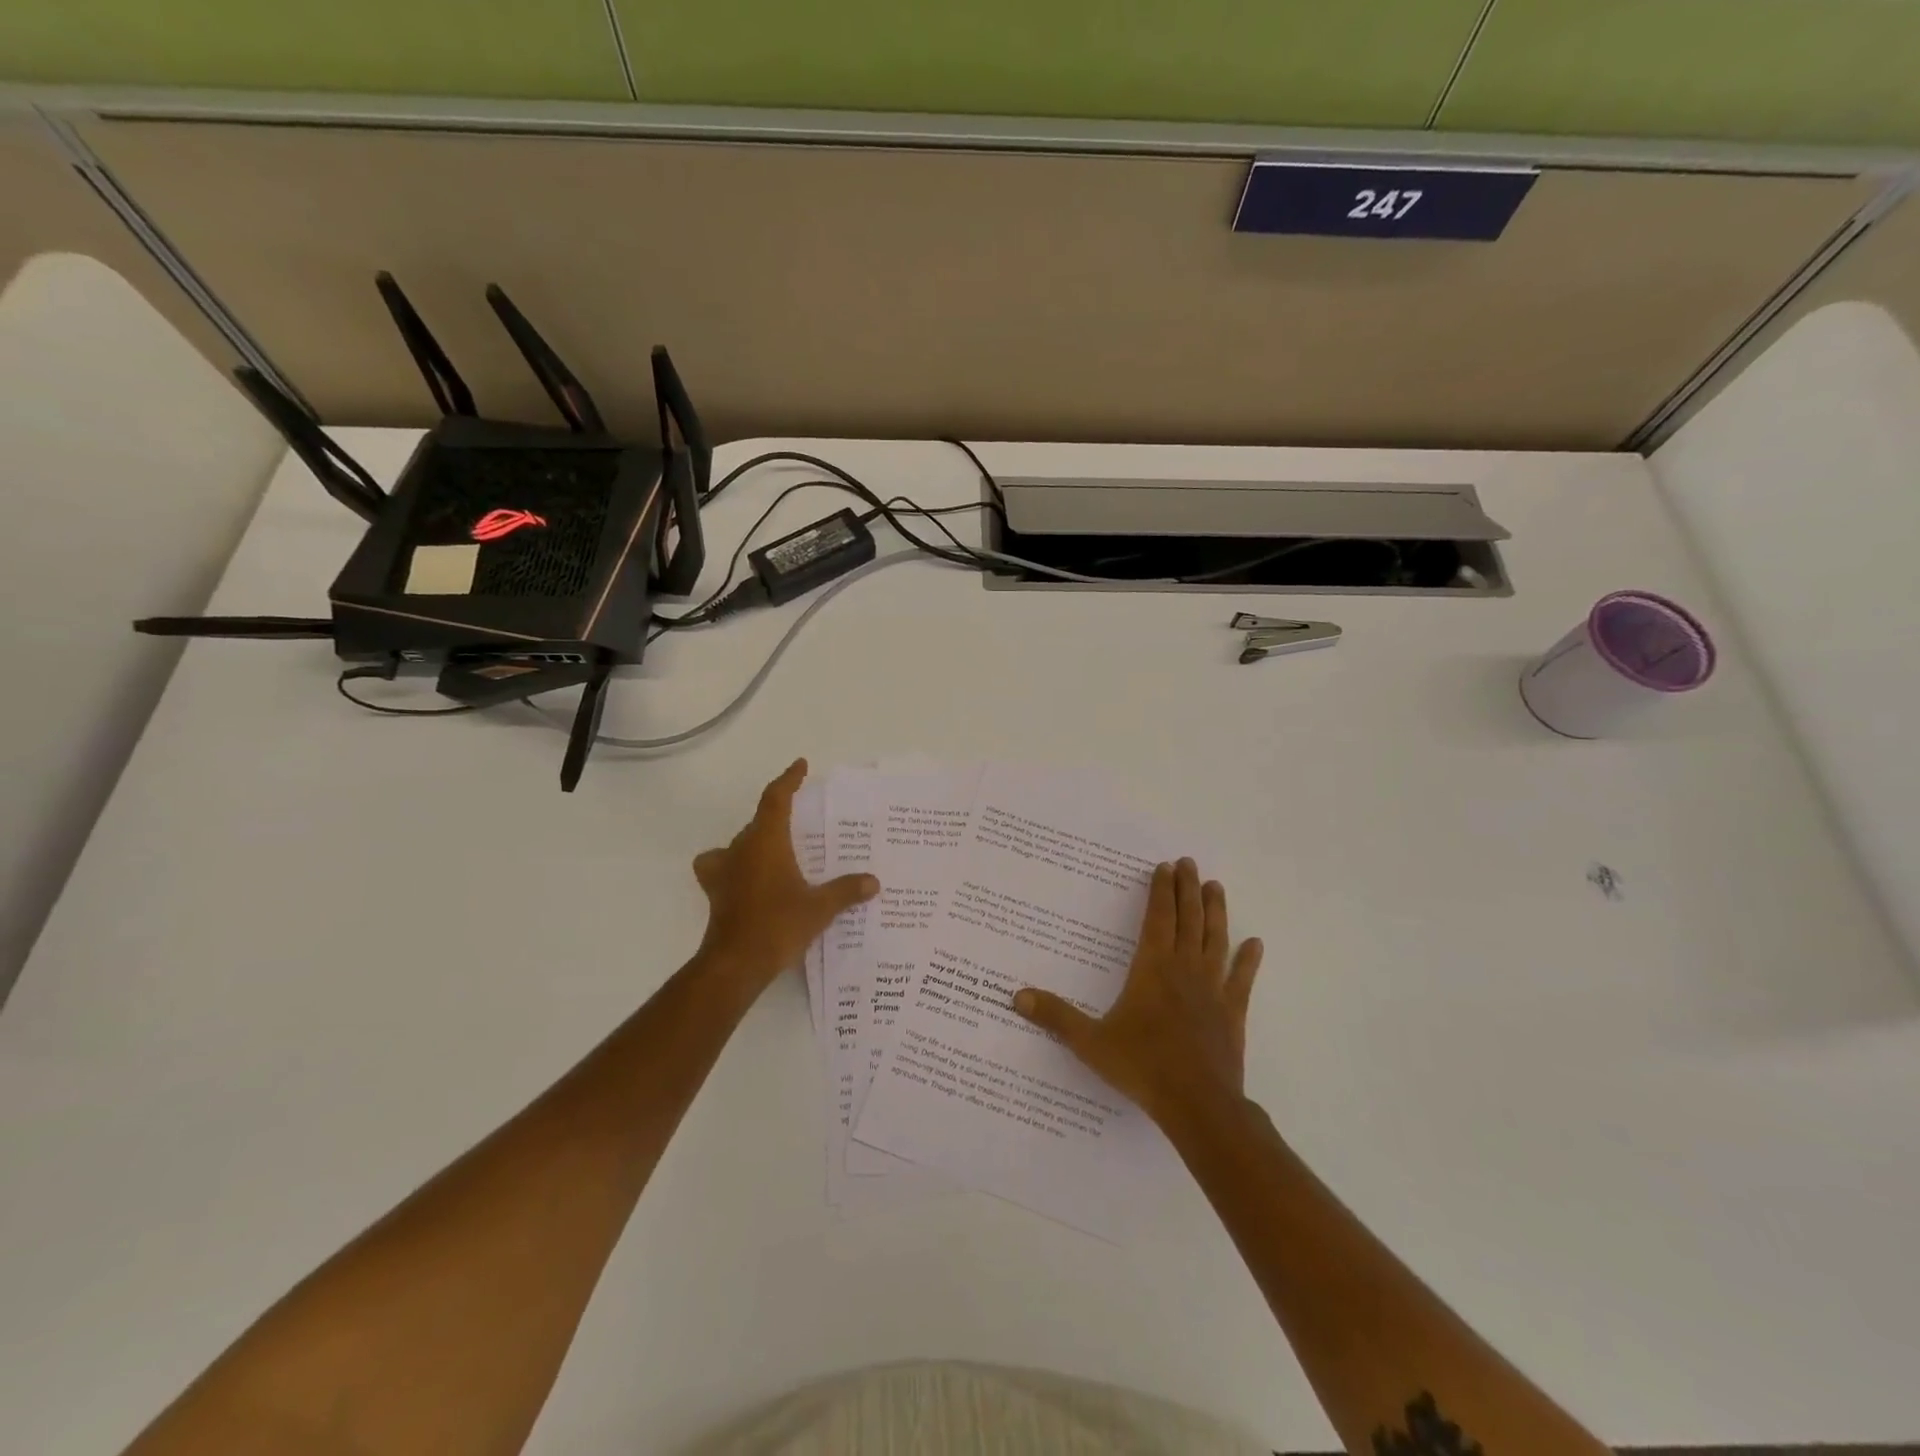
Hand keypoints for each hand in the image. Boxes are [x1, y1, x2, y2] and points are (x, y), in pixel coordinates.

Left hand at [692, 759, 876, 996]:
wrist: (735, 964)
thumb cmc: (777, 925)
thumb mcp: (819, 908)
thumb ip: (846, 891)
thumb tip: (873, 882)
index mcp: (766, 842)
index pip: (776, 798)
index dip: (788, 780)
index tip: (800, 765)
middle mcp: (741, 848)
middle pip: (759, 820)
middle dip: (779, 815)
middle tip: (803, 819)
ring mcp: (724, 871)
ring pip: (740, 843)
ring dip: (756, 841)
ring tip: (777, 849)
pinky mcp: (716, 893)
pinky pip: (723, 867)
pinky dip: (733, 866)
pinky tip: (748, 879)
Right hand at [1011, 858, 1261, 1128]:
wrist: (1197, 1104)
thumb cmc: (1142, 1067)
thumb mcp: (1090, 1042)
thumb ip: (1056, 1017)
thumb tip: (1017, 997)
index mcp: (1152, 969)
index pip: (1158, 919)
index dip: (1161, 892)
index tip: (1166, 867)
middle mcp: (1184, 970)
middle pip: (1187, 920)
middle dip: (1187, 889)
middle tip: (1189, 864)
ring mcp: (1212, 990)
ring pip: (1215, 940)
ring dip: (1216, 912)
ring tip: (1216, 886)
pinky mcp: (1232, 1012)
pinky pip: (1242, 979)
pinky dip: (1248, 960)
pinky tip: (1255, 943)